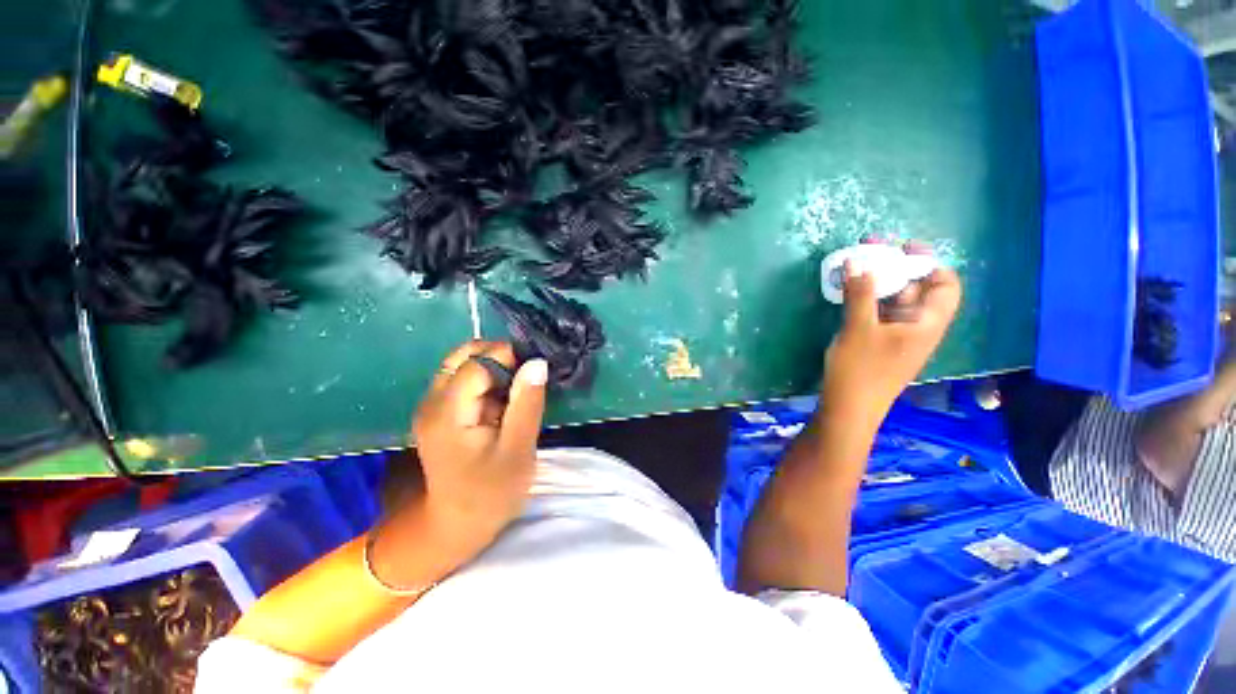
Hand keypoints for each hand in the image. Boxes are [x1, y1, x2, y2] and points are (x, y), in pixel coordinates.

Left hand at [378, 341, 547, 579]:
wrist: (458, 525)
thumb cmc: (491, 492)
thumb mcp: (518, 450)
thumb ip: (527, 404)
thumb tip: (537, 362)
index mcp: (448, 413)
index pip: (477, 364)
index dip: (508, 358)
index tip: (534, 371)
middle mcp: (432, 402)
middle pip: (464, 356)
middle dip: (499, 357)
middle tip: (526, 379)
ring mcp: (433, 406)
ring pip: (464, 365)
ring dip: (495, 369)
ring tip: (517, 392)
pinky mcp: (441, 412)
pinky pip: (466, 381)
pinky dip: (489, 381)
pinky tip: (505, 403)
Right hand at [823, 243, 961, 416]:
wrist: (848, 407)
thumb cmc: (860, 368)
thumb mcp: (858, 327)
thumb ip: (860, 293)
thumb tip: (857, 260)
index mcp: (926, 323)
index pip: (945, 286)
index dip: (929, 264)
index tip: (903, 248)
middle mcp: (917, 327)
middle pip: (916, 289)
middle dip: (895, 267)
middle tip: (870, 250)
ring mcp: (897, 336)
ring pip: (894, 301)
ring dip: (877, 282)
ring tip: (855, 266)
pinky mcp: (879, 343)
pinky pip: (879, 313)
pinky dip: (867, 299)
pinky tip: (849, 291)